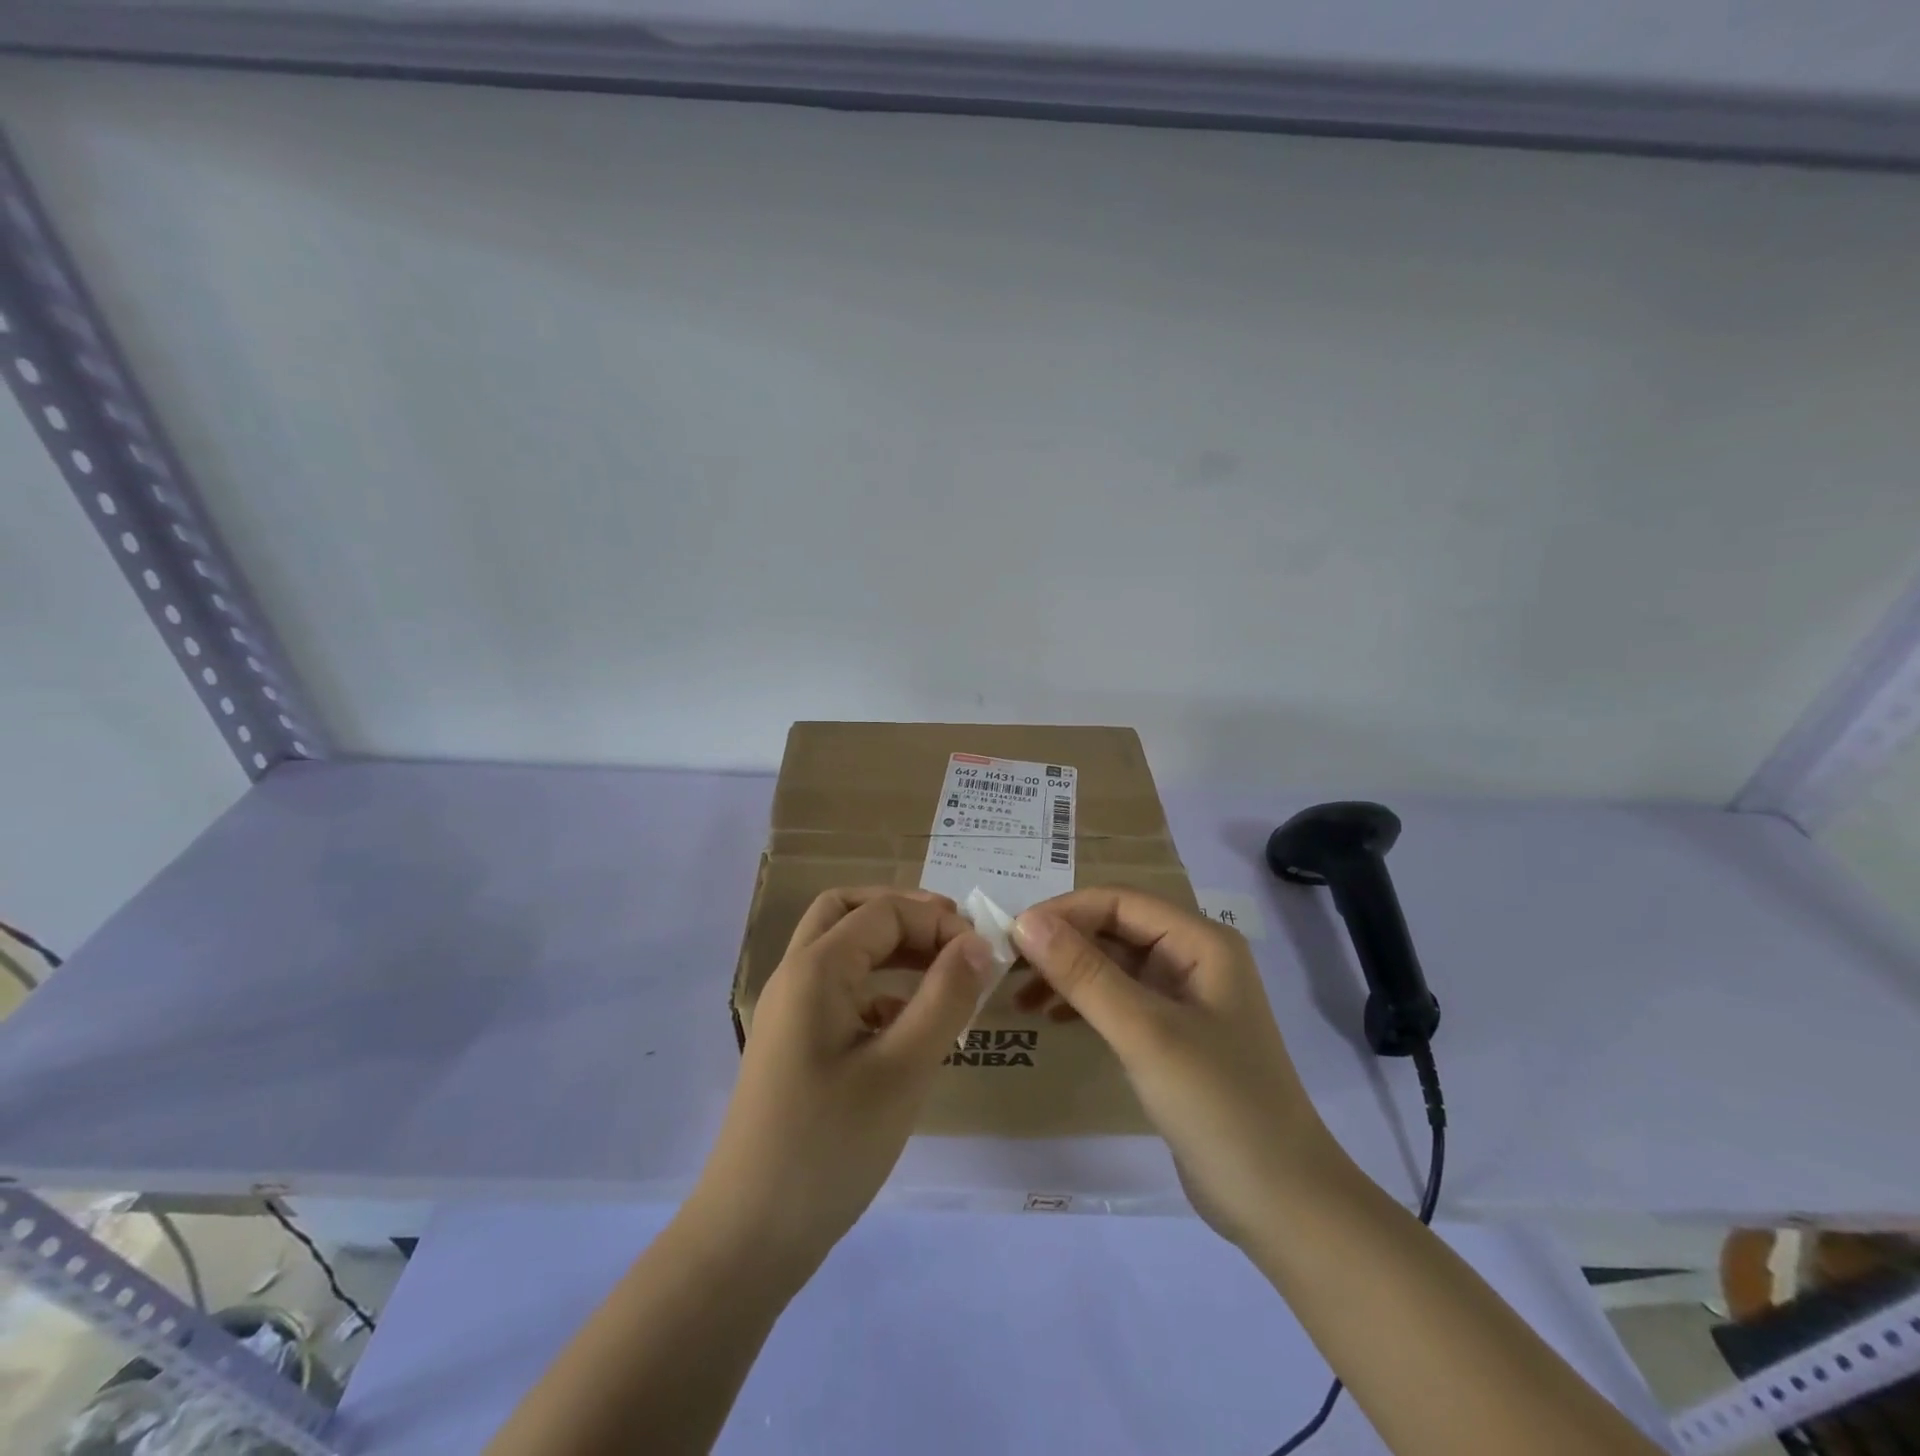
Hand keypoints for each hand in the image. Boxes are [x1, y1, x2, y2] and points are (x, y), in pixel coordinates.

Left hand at [689, 888, 994, 1276]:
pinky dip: (878, 986)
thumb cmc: (830, 1145)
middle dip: (904, 913)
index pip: (884, 911)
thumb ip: (945, 998)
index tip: (983, 954)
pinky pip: (839, 990)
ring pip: (841, 949)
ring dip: (891, 946)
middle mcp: (796, 976)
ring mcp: (790, 1011)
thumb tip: (979, 943)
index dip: (938, 921)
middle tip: (953, 936)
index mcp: (816, 969)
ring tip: (943, 970)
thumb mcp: (903, 1069)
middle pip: (848, 911)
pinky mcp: (794, 1044)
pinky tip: (911, 1022)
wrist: (748, 1237)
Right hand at [1012, 888, 1335, 1247]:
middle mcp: (1194, 958)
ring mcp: (1185, 998)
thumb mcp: (1145, 1033)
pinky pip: (1120, 999)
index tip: (1012, 936)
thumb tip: (1025, 921)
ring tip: (1020, 995)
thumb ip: (1084, 973)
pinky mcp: (1174, 1035)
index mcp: (1201, 941)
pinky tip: (1051, 1018)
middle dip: (1061, 943)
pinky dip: (1084, 1002)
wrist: (1282, 1203)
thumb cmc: (1219, 1105)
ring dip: (1068, 972)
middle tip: (1006, 967)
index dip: (1064, 911)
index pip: (1119, 902)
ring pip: (1113, 964)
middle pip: (1115, 929)